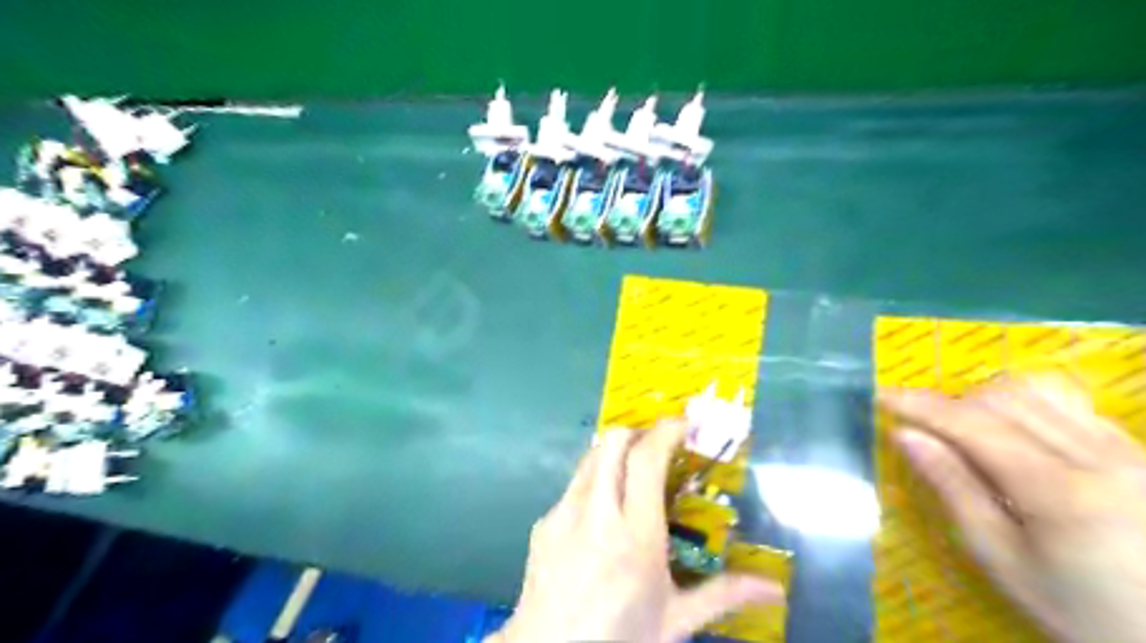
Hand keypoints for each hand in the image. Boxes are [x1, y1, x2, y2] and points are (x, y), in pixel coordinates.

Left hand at [488, 420, 784, 642]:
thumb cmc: (619, 637)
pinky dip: (593, 482)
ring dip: (614, 452)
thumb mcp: (675, 621)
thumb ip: (723, 594)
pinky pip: (573, 487)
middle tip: (658, 443)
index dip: (666, 431)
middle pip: (613, 443)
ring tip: (632, 468)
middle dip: (638, 431)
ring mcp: (565, 514)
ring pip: (590, 457)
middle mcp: (597, 513)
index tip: (685, 423)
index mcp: (636, 535)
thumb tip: (774, 587)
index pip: (647, 459)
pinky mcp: (544, 523)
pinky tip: (602, 512)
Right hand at [885, 373, 1145, 641]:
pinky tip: (1016, 435)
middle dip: (951, 402)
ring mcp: (1130, 452)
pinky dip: (1028, 406)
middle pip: (1004, 398)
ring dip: (987, 399)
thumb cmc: (1079, 609)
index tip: (882, 396)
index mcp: (1060, 491)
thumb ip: (954, 489)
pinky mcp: (1142, 454)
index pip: (973, 424)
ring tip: (966, 428)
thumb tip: (906, 435)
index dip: (921, 405)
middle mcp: (1101, 457)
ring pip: (1039, 392)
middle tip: (922, 425)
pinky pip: (1072, 405)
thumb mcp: (1002, 560)